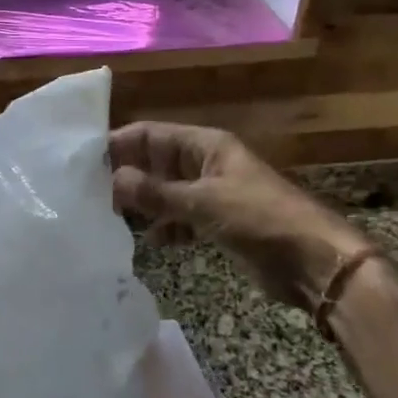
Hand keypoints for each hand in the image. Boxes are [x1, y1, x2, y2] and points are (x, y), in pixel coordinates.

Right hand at [109, 121, 370, 310]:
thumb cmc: (260, 220)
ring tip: (107, 218)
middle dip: (126, 176)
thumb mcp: (204, 203)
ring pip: (166, 192)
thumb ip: (157, 193)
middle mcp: (205, 164)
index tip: (83, 162)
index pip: (151, 135)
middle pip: (155, 162)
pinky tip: (148, 242)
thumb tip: (113, 180)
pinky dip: (165, 227)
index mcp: (205, 146)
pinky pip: (181, 218)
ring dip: (143, 203)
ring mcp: (212, 194)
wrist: (314, 263)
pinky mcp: (218, 223)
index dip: (119, 144)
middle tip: (88, 194)